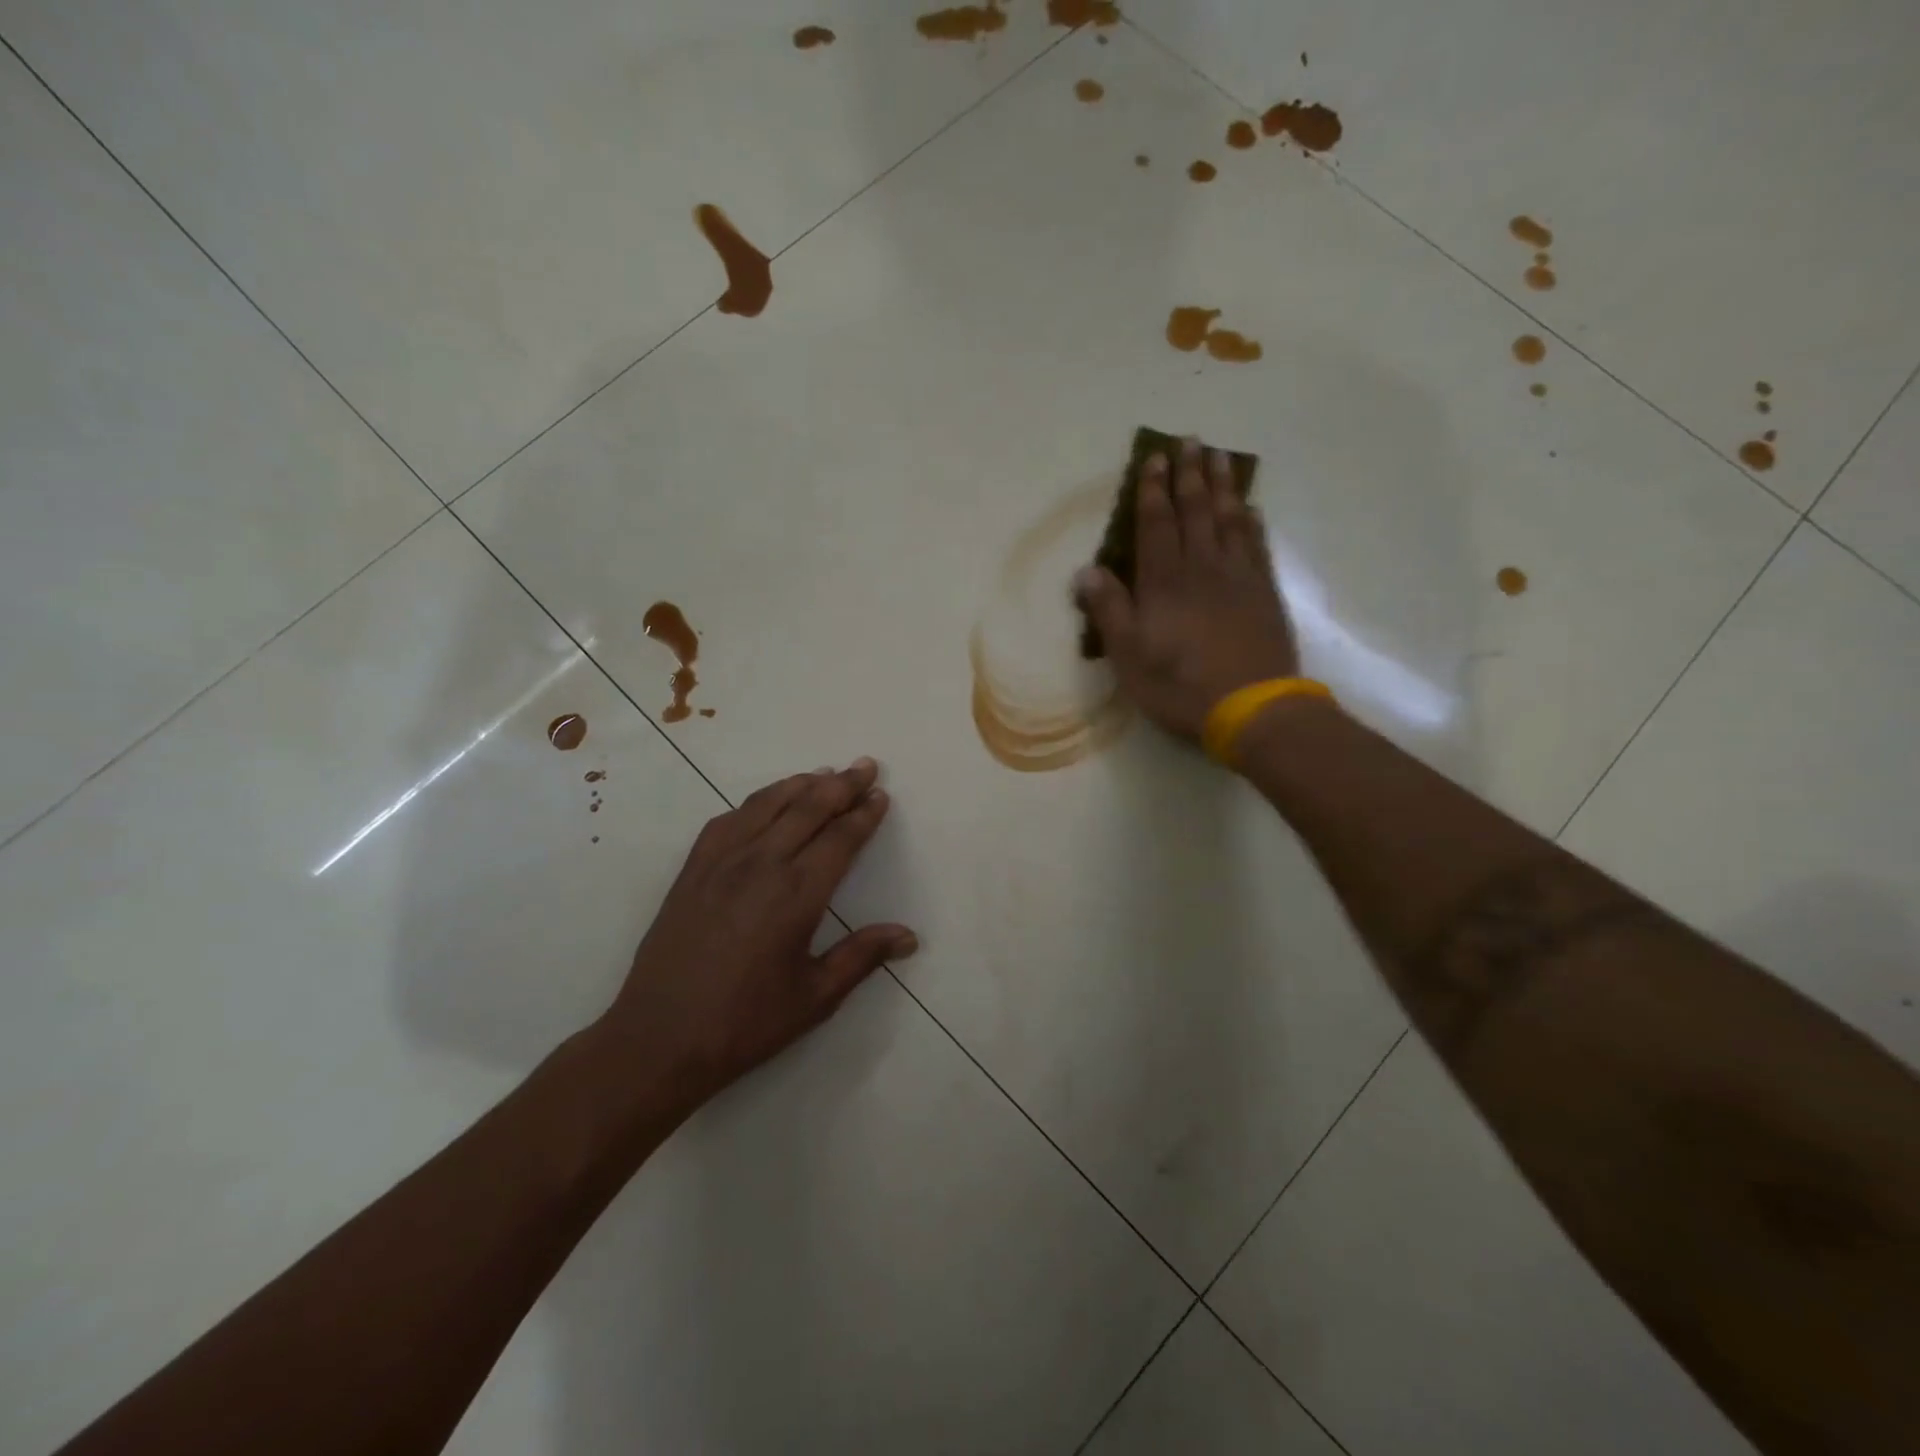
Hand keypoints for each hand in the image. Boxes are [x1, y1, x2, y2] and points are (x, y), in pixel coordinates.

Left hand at [598, 758, 914, 1108]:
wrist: (659, 1039)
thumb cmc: (745, 1023)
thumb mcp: (815, 998)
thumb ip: (862, 957)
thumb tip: (908, 935)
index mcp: (797, 894)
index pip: (840, 839)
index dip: (864, 814)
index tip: (880, 795)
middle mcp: (761, 864)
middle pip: (808, 808)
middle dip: (841, 784)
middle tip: (864, 766)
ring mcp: (721, 862)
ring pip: (767, 804)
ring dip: (800, 784)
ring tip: (823, 773)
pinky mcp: (692, 870)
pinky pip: (727, 820)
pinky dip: (755, 802)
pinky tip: (764, 804)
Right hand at [1075, 438, 1300, 743]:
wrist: (1251, 706)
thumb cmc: (1179, 684)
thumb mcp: (1129, 655)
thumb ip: (1109, 609)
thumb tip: (1088, 569)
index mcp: (1164, 581)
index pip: (1156, 524)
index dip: (1153, 490)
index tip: (1154, 459)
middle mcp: (1202, 567)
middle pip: (1196, 511)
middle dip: (1190, 474)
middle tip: (1191, 440)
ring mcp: (1238, 577)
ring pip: (1229, 519)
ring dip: (1223, 486)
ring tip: (1220, 457)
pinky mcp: (1264, 592)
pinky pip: (1257, 545)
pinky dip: (1252, 521)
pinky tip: (1250, 507)